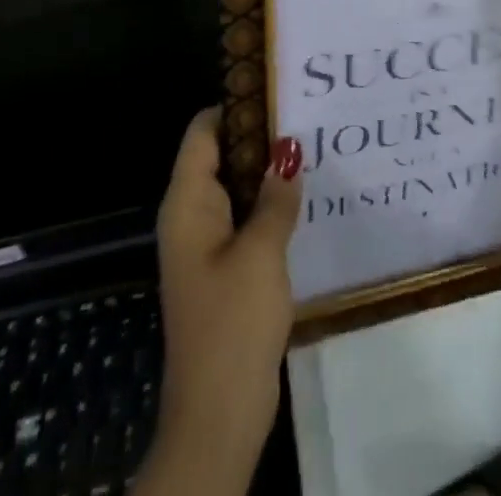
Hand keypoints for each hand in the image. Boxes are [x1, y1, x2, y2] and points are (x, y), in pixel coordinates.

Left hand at [137, 110, 303, 495]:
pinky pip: (245, 217)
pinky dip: (269, 202)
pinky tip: (304, 196)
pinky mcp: (224, 268)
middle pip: (220, 154)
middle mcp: (192, 214)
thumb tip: (289, 151)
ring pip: (236, 186)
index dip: (235, 104)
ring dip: (268, 170)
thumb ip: (276, 198)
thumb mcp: (261, 253)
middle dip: (259, 134)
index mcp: (187, 202)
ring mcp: (207, 243)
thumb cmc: (232, 322)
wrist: (217, 413)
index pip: (203, 131)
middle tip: (307, 113)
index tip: (277, 88)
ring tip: (313, 145)